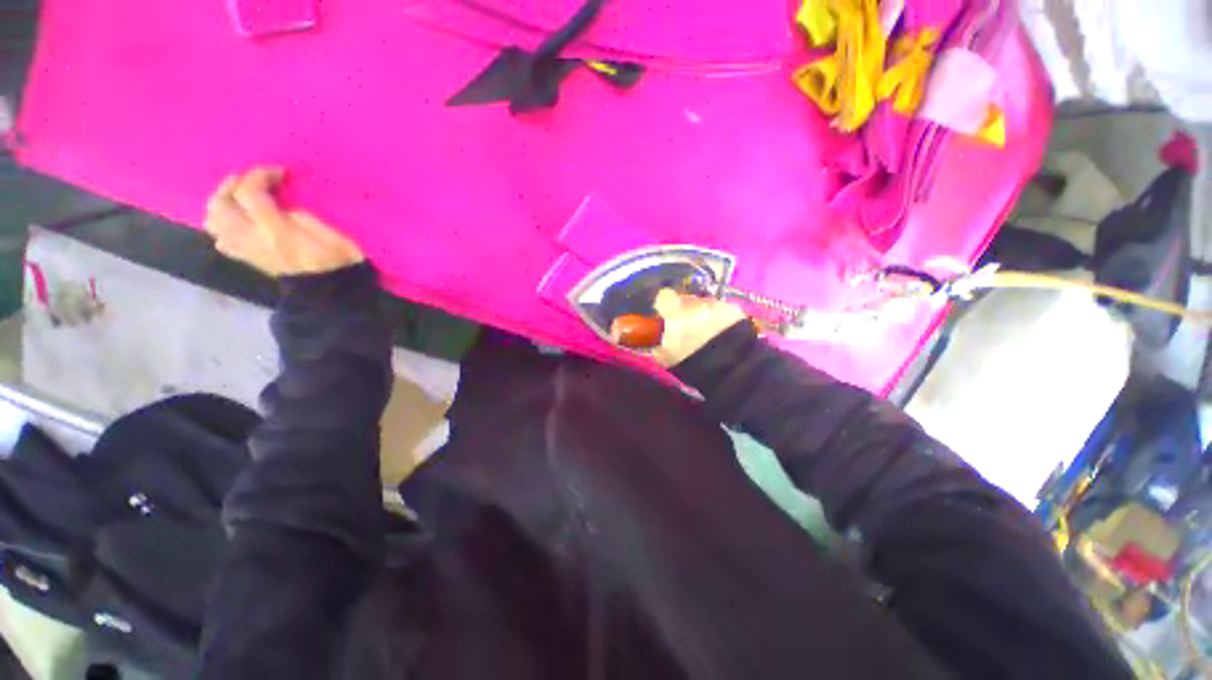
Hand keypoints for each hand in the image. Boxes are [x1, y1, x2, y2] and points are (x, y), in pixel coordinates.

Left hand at [205, 167, 363, 276]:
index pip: (249, 192)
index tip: (280, 172)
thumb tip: (279, 205)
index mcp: (274, 230)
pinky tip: (238, 223)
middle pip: (221, 204)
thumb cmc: (337, 258)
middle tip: (253, 180)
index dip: (260, 175)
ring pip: (213, 221)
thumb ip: (295, 214)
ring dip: (222, 204)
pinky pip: (222, 241)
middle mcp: (251, 239)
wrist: (334, 290)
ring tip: (240, 199)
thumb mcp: (325, 230)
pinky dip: (223, 227)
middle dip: (232, 185)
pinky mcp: (248, 259)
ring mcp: (246, 251)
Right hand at [648, 288, 747, 367]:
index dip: (664, 306)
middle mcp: (696, 302)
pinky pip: (722, 311)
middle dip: (684, 311)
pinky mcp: (735, 310)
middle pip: (686, 300)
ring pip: (705, 305)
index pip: (664, 296)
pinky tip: (722, 335)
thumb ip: (658, 345)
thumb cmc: (692, 363)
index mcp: (675, 311)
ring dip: (703, 315)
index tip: (665, 318)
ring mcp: (717, 304)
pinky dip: (720, 320)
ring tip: (707, 334)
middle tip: (686, 329)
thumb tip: (657, 341)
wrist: (731, 368)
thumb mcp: (666, 358)